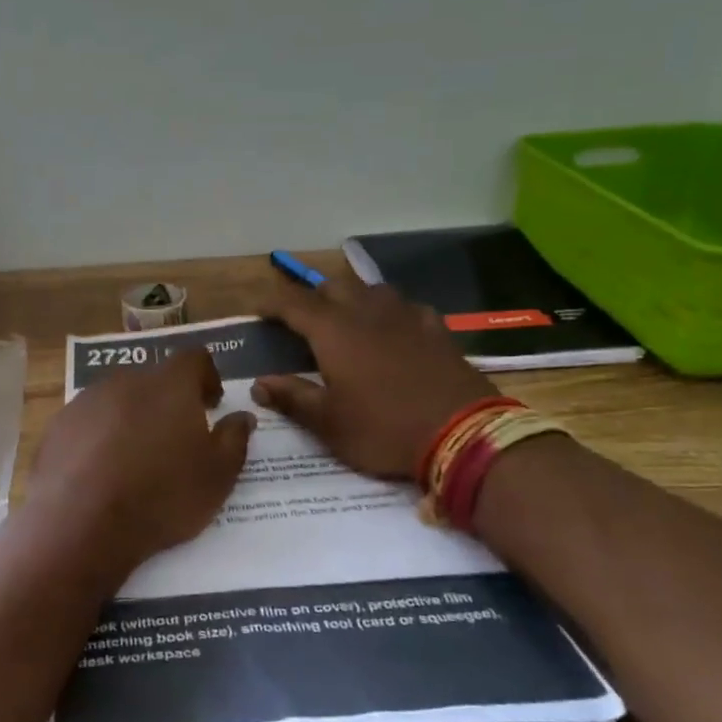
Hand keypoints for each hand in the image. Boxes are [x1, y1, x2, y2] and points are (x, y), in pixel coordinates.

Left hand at [30, 349, 254, 577]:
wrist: (81, 523)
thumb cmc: (162, 496)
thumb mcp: (217, 476)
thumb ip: (235, 439)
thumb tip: (242, 416)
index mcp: (169, 384)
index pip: (194, 359)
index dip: (206, 377)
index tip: (211, 403)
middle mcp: (126, 381)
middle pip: (153, 379)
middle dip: (168, 401)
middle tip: (177, 437)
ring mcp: (86, 401)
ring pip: (117, 400)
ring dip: (131, 419)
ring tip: (137, 459)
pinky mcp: (58, 426)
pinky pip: (88, 424)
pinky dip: (99, 438)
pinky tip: (101, 473)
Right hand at [252, 271, 497, 480]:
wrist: (463, 434)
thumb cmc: (384, 429)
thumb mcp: (329, 423)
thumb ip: (292, 397)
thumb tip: (259, 384)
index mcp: (333, 332)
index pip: (293, 304)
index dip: (272, 304)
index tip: (258, 311)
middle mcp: (367, 312)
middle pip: (332, 287)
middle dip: (312, 297)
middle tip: (301, 319)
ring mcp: (405, 316)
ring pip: (371, 289)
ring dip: (351, 298)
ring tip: (345, 318)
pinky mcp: (436, 327)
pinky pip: (405, 306)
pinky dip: (389, 312)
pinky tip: (392, 329)